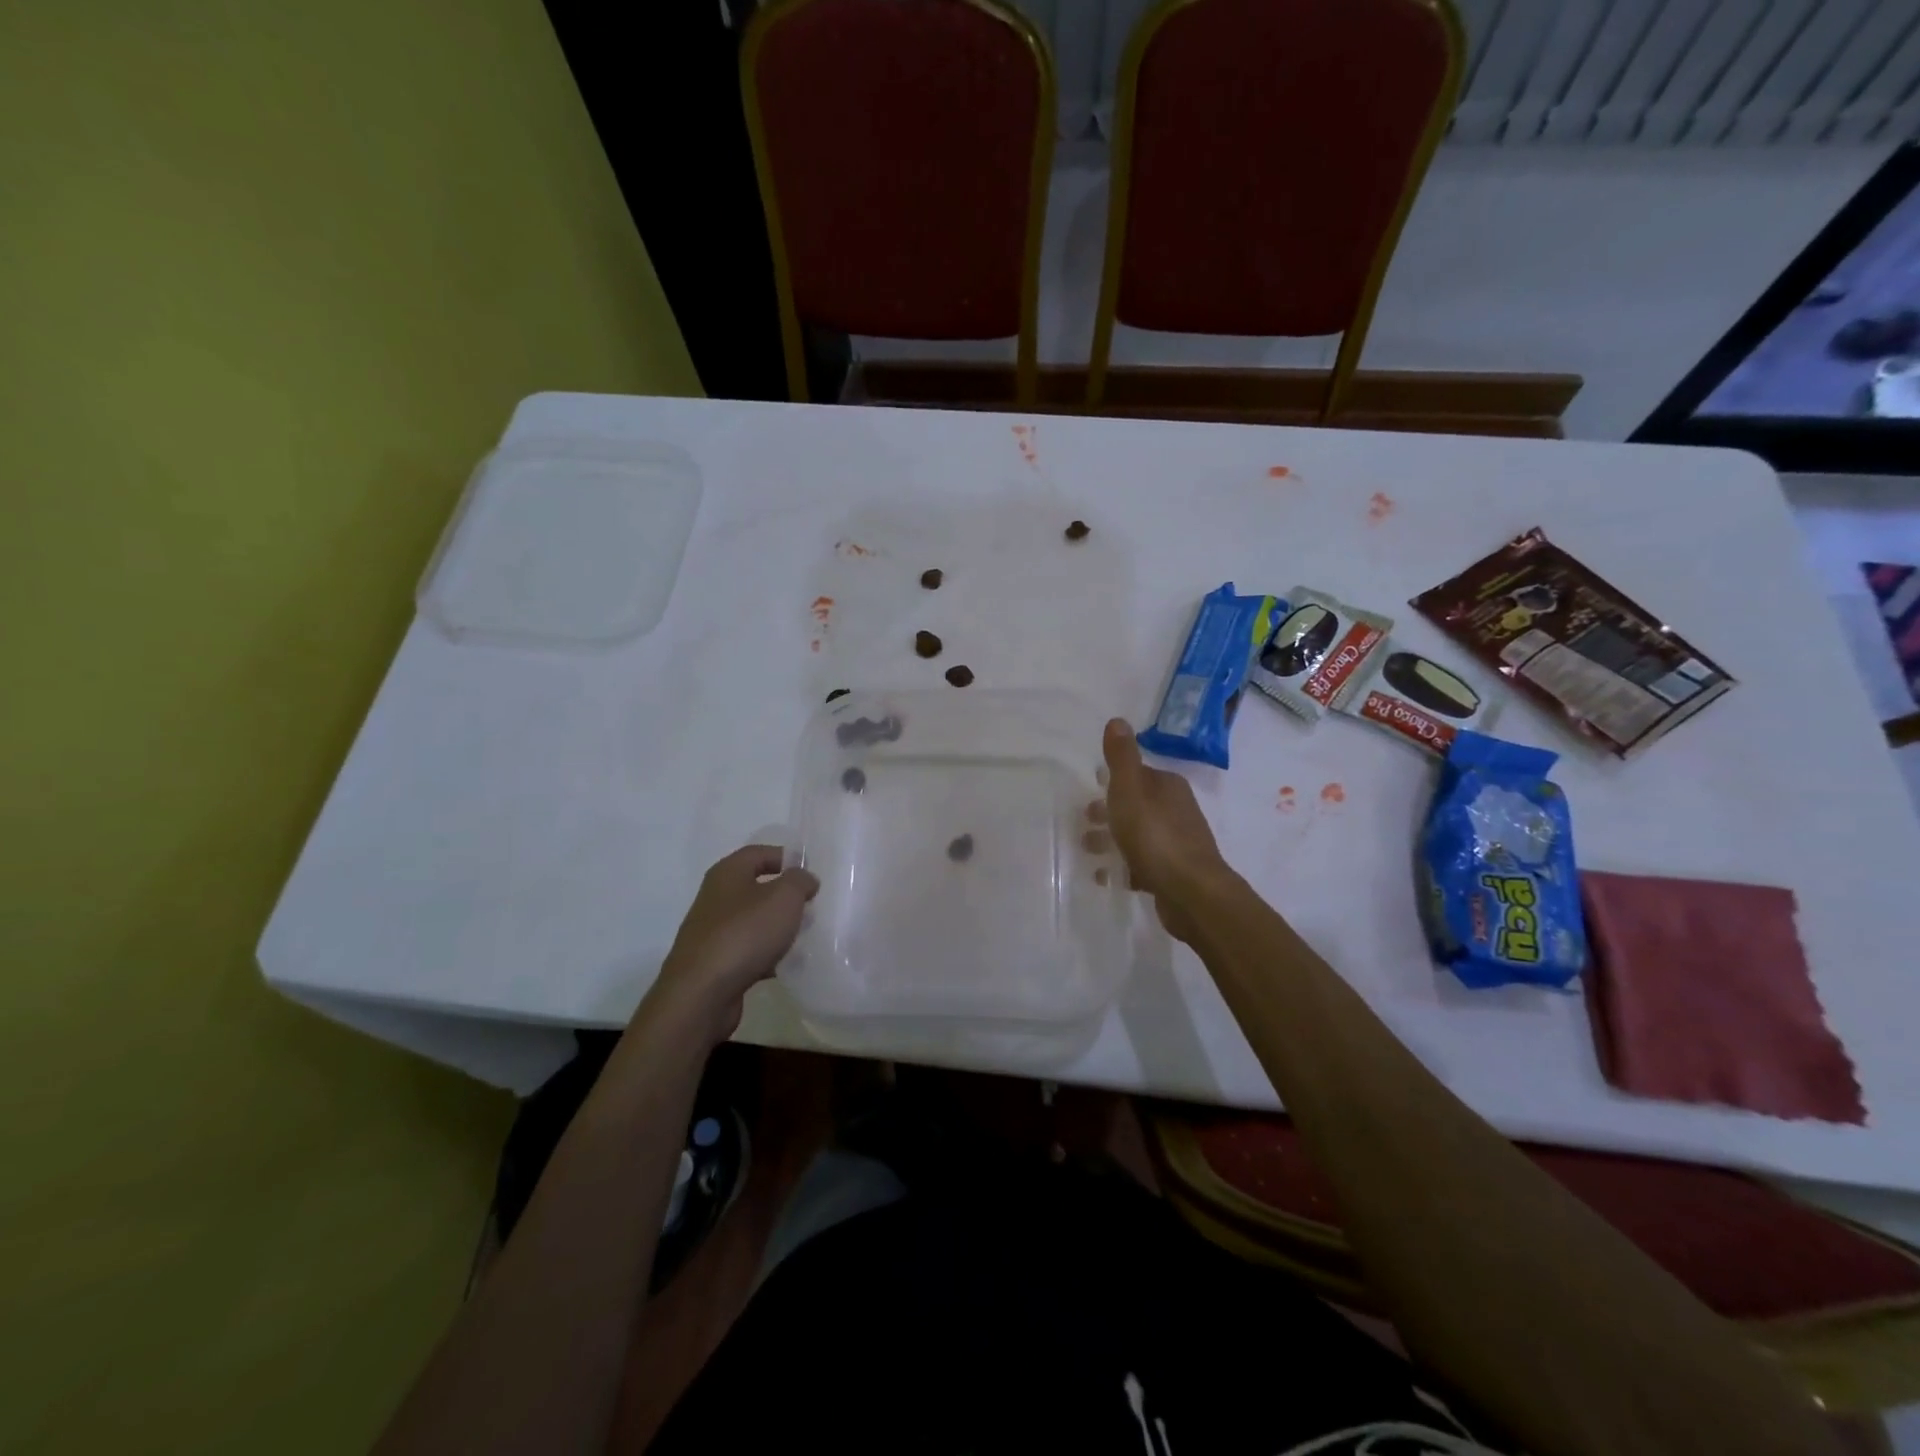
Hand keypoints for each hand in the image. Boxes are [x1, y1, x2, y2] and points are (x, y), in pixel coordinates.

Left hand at [643, 845, 818, 1045]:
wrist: (701, 994)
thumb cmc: (745, 934)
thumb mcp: (784, 898)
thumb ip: (800, 881)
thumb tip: (804, 879)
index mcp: (727, 873)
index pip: (759, 853)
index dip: (787, 858)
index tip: (812, 875)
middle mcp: (716, 898)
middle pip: (756, 887)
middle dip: (786, 896)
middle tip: (812, 906)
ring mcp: (712, 932)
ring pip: (753, 921)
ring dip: (778, 927)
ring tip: (804, 936)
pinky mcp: (714, 963)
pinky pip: (747, 950)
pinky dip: (767, 955)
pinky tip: (785, 966)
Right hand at [1096, 718, 1231, 943]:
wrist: (1190, 892)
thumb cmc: (1155, 835)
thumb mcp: (1130, 790)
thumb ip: (1122, 757)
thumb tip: (1118, 720)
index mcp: (1167, 787)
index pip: (1138, 775)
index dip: (1113, 780)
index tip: (1090, 788)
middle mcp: (1176, 811)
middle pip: (1136, 805)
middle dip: (1109, 811)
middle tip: (1083, 821)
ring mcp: (1176, 844)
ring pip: (1137, 835)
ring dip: (1112, 839)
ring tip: (1086, 849)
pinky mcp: (1173, 873)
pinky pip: (1141, 864)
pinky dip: (1122, 866)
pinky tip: (1104, 877)